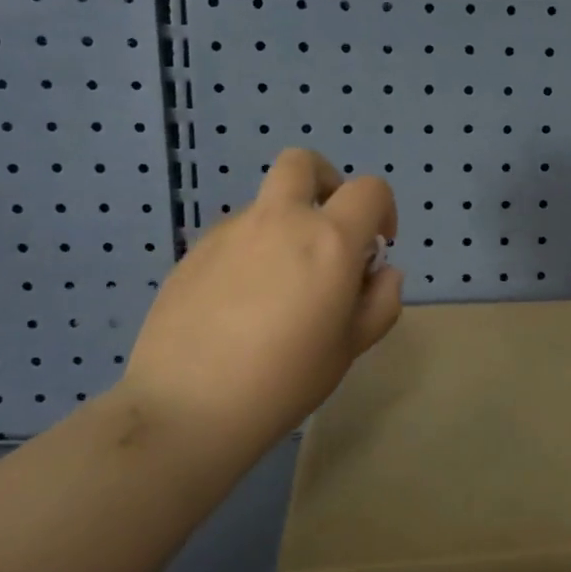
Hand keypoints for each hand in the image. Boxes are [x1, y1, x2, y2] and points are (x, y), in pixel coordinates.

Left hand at [120, 149, 402, 464]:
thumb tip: (381, 272)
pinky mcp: (193, 253)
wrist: (187, 408)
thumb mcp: (351, 347)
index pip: (369, 189)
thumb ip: (381, 301)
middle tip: (328, 230)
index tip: (376, 247)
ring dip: (285, 226)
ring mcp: (230, 232)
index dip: (383, 209)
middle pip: (302, 163)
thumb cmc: (285, 380)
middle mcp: (279, 221)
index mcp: (328, 240)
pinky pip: (234, 236)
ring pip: (266, 205)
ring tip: (279, 287)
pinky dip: (251, 252)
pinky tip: (241, 304)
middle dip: (325, 182)